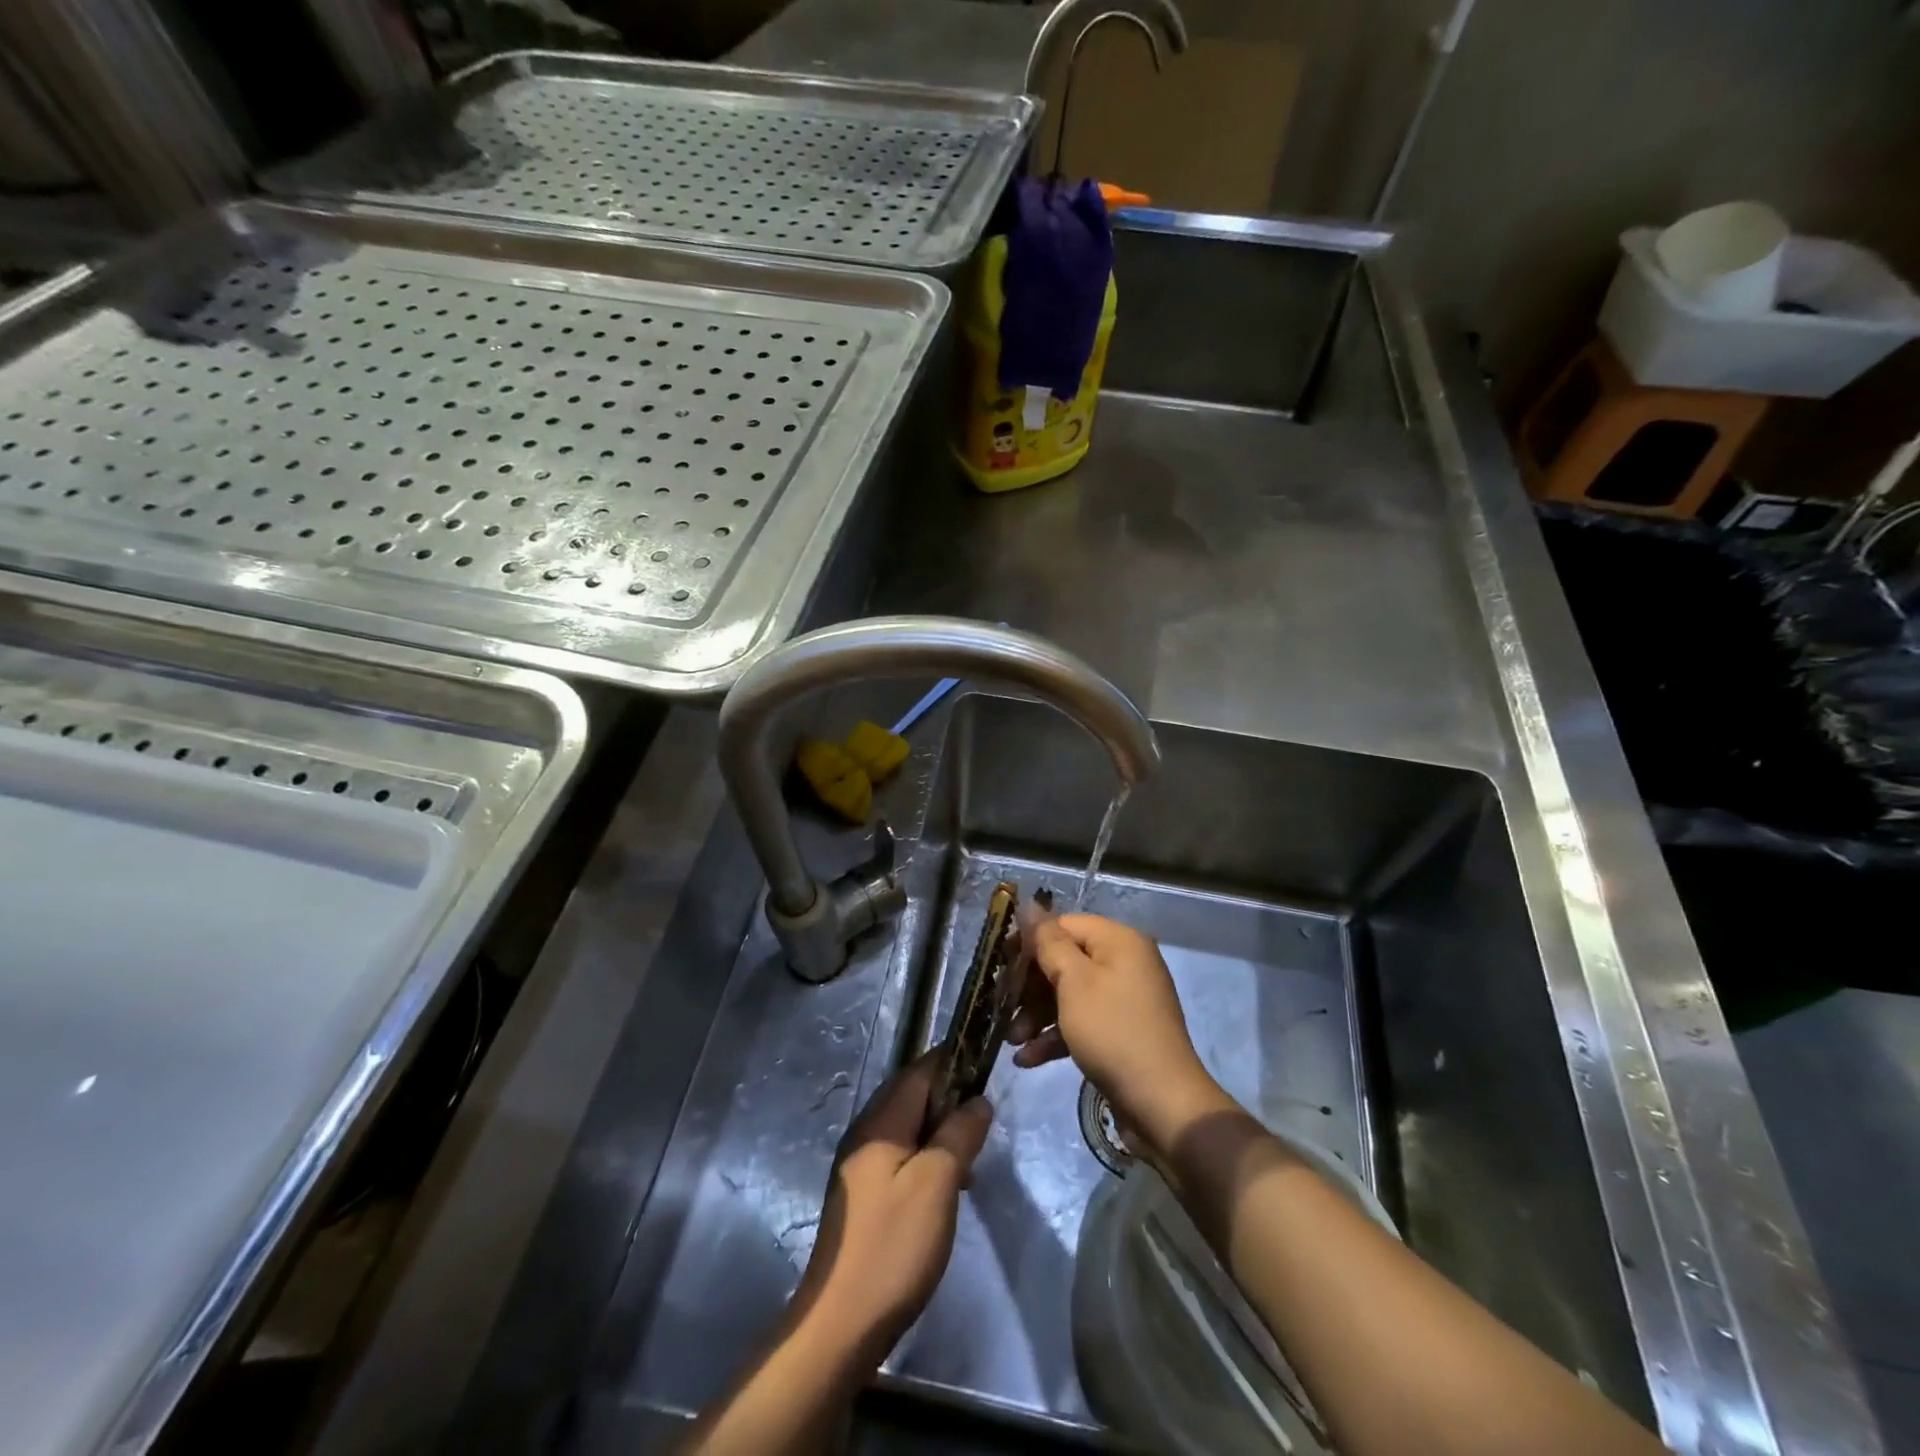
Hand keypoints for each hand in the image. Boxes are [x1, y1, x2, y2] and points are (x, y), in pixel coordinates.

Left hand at [795, 1052, 992, 1361]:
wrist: (841, 1322)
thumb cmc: (893, 1245)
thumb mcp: (937, 1183)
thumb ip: (959, 1134)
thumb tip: (978, 1100)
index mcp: (880, 1121)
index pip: (919, 1071)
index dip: (952, 1062)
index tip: (985, 1066)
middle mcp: (866, 1132)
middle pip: (912, 1096)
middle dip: (950, 1099)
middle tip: (984, 1120)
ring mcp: (861, 1164)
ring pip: (909, 1128)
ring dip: (941, 1132)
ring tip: (972, 1157)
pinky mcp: (864, 1194)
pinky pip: (901, 1156)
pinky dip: (928, 1158)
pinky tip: (949, 1187)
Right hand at [1009, 914, 1232, 1162]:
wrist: (1162, 1104)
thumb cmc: (1113, 1031)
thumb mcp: (1074, 982)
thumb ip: (1048, 942)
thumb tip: (1029, 904)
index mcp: (1118, 941)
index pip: (1064, 925)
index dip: (1029, 942)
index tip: (1000, 965)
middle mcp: (1124, 962)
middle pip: (1065, 960)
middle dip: (1030, 987)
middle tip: (1002, 1006)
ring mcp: (1124, 999)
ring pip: (1069, 994)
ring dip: (1037, 1015)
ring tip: (1011, 1039)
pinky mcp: (1120, 1031)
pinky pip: (1081, 1021)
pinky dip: (1056, 1036)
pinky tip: (1027, 1059)